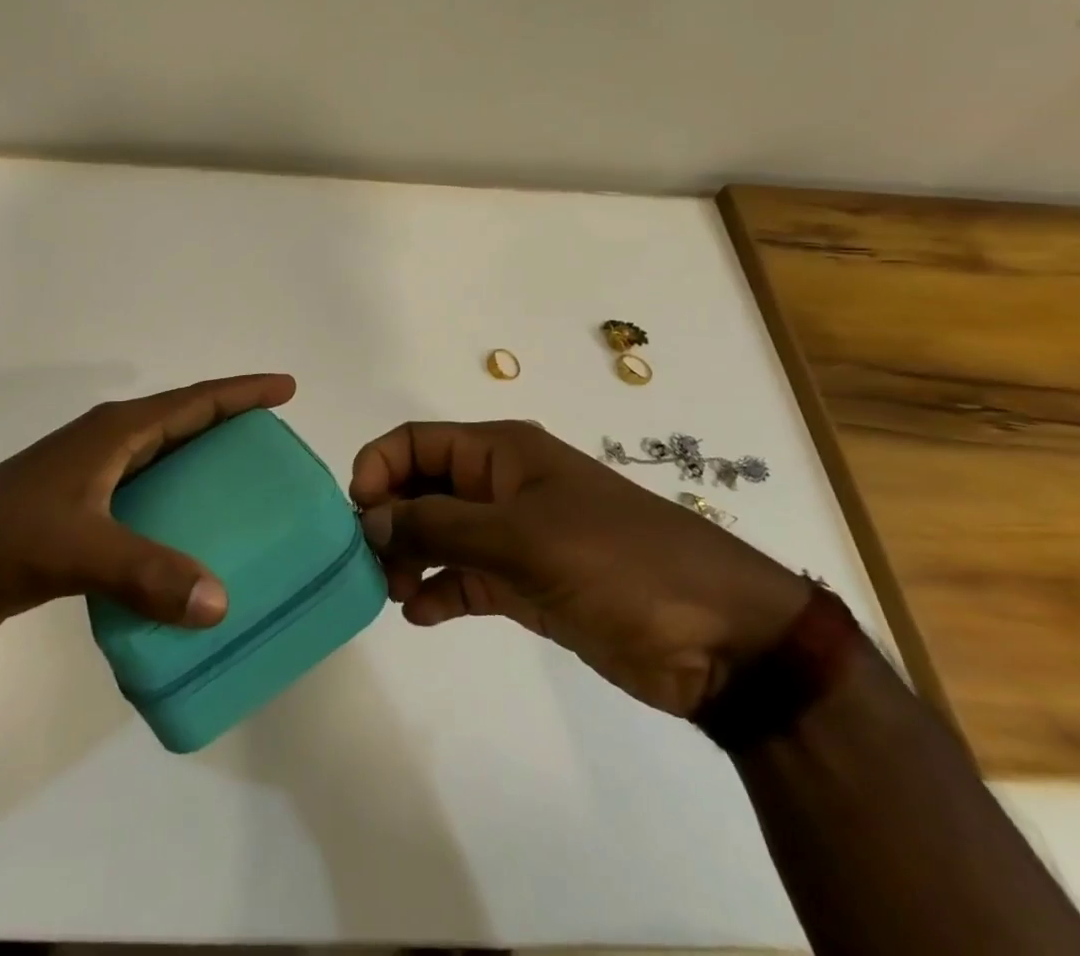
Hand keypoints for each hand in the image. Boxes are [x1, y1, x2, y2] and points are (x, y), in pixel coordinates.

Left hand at [0, 373, 295, 641]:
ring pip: (164, 459)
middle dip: (230, 422)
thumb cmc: (1, 539)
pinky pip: (146, 496)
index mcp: (113, 433)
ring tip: (247, 487)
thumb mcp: (76, 550)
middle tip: (276, 441)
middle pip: (183, 422)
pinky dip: (176, 505)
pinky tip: (192, 539)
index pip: (192, 401)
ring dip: (203, 464)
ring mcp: (91, 476)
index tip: (286, 387)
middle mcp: (107, 444)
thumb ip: (146, 574)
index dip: (241, 391)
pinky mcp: (80, 510)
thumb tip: (221, 603)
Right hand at [352, 420, 807, 717]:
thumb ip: (438, 526)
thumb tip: (369, 519)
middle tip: (372, 564)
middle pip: (422, 487)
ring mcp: (514, 536)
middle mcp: (501, 486)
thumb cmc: (616, 562)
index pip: (417, 442)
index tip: (359, 515)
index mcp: (501, 452)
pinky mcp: (527, 584)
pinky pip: (465, 577)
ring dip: (409, 557)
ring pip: (439, 534)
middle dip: (390, 518)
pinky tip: (421, 614)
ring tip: (395, 592)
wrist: (720, 638)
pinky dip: (439, 591)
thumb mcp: (521, 537)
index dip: (380, 468)